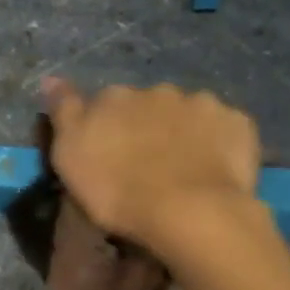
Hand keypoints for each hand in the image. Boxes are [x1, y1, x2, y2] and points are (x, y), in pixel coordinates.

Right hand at [41, 78, 261, 256]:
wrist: (189, 211)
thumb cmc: (118, 191)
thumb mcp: (70, 157)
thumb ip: (64, 112)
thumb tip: (52, 78)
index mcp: (115, 97)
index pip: (104, 103)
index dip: (106, 127)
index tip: (109, 155)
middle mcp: (157, 90)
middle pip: (147, 105)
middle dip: (147, 126)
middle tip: (148, 165)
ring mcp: (201, 104)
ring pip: (187, 113)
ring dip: (183, 132)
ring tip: (184, 170)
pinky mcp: (237, 123)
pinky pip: (223, 129)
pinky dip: (218, 142)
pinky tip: (214, 169)